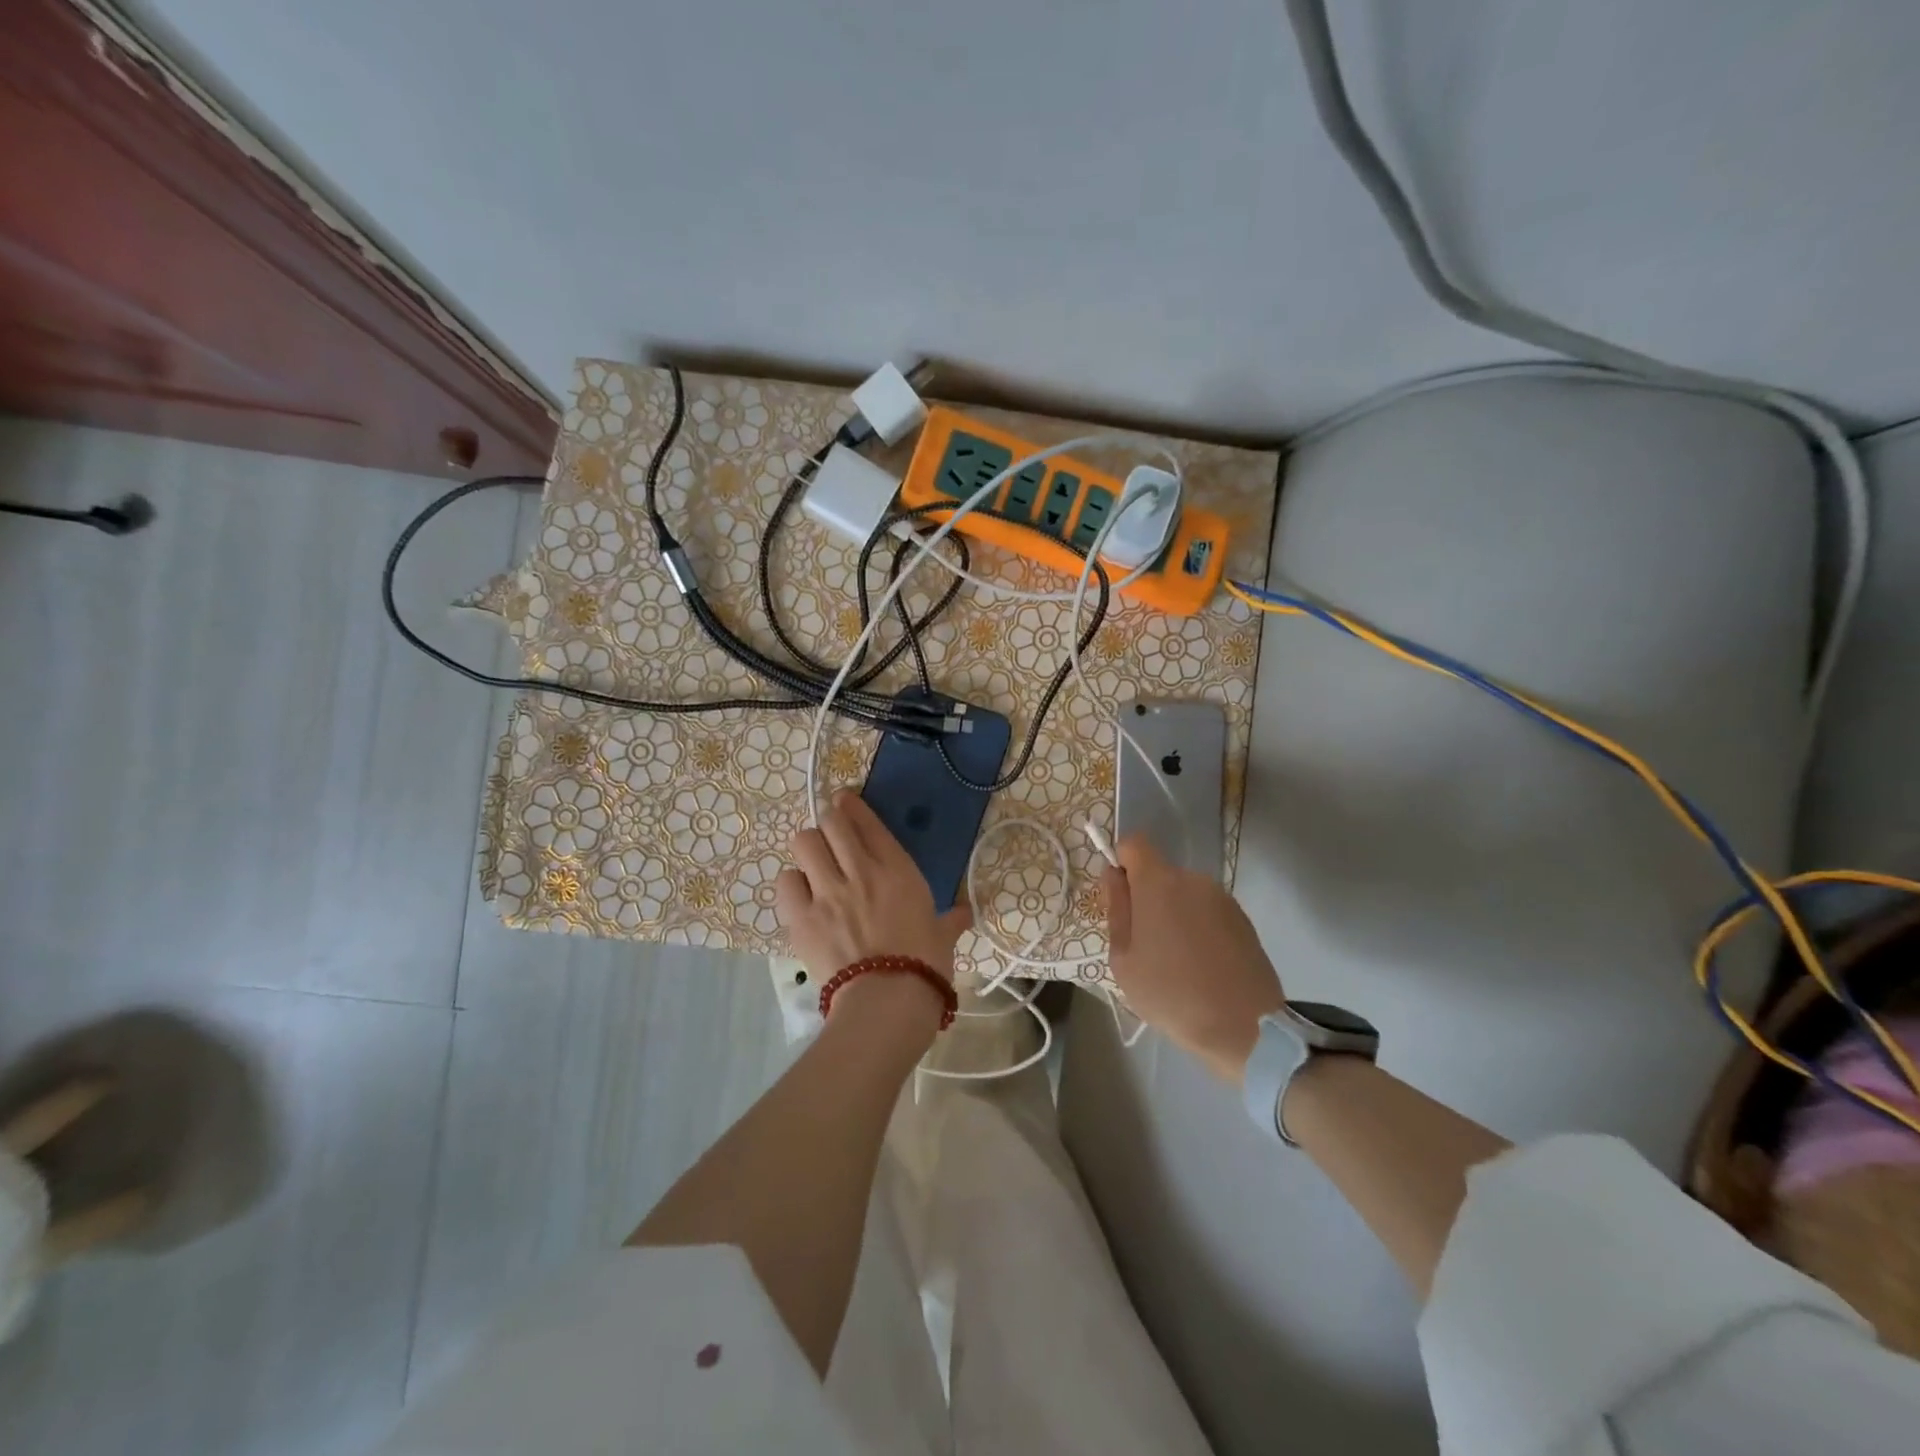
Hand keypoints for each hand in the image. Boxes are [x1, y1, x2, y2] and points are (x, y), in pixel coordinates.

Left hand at [777, 791, 972, 990]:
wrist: (887, 1001)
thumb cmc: (925, 966)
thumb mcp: (943, 938)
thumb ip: (950, 920)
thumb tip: (964, 914)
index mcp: (897, 870)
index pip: (868, 822)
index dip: (852, 805)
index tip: (844, 800)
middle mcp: (860, 871)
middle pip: (832, 823)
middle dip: (830, 822)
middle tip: (832, 833)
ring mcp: (827, 891)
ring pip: (805, 842)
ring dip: (809, 848)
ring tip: (814, 862)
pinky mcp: (801, 917)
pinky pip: (786, 881)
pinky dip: (792, 883)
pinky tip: (801, 894)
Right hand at [1103, 835, 1283, 1082]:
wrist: (1246, 1028)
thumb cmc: (1171, 994)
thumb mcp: (1124, 959)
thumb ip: (1116, 909)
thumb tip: (1113, 875)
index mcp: (1159, 883)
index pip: (1134, 843)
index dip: (1122, 862)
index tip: (1121, 897)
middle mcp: (1193, 879)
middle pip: (1160, 874)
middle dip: (1148, 898)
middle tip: (1145, 945)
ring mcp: (1223, 898)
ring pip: (1184, 895)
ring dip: (1175, 915)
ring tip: (1176, 962)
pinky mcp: (1244, 919)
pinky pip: (1208, 912)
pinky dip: (1199, 929)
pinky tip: (1202, 967)